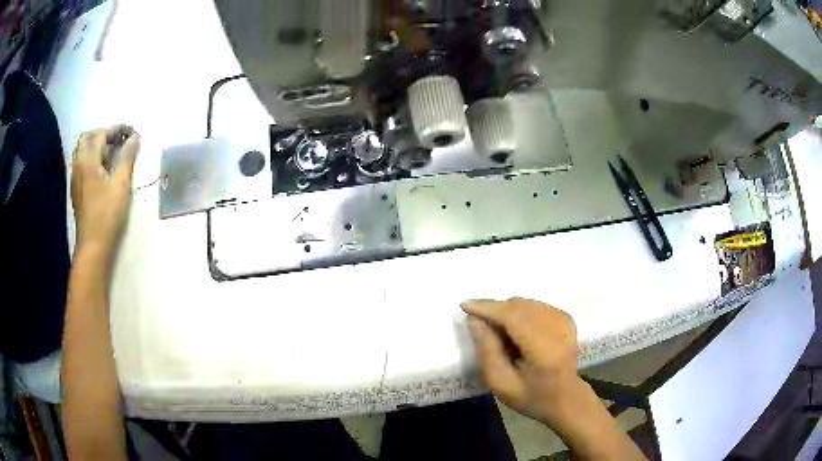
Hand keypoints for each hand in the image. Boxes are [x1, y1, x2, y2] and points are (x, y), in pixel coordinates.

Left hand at [71, 125, 139, 256]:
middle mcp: (78, 164)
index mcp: (88, 160)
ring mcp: (75, 177)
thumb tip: (135, 137)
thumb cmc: (107, 214)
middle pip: (87, 138)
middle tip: (118, 140)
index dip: (116, 129)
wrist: (93, 245)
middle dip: (103, 134)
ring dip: (96, 145)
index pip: (101, 134)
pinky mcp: (76, 189)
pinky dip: (92, 158)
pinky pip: (81, 163)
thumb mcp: (121, 184)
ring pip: (82, 151)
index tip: (130, 131)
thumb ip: (127, 157)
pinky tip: (102, 169)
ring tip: (111, 153)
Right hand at [461, 298, 583, 425]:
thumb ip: (487, 351)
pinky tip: (515, 330)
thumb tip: (474, 319)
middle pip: (519, 306)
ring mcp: (565, 320)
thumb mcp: (501, 384)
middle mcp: (559, 329)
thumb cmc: (531, 397)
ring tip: (498, 332)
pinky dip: (519, 312)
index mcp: (545, 351)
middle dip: (495, 309)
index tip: (465, 305)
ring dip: (506, 311)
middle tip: (478, 324)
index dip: (488, 309)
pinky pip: (534, 305)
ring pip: (526, 303)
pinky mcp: (566, 317)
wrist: (565, 398)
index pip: (514, 318)